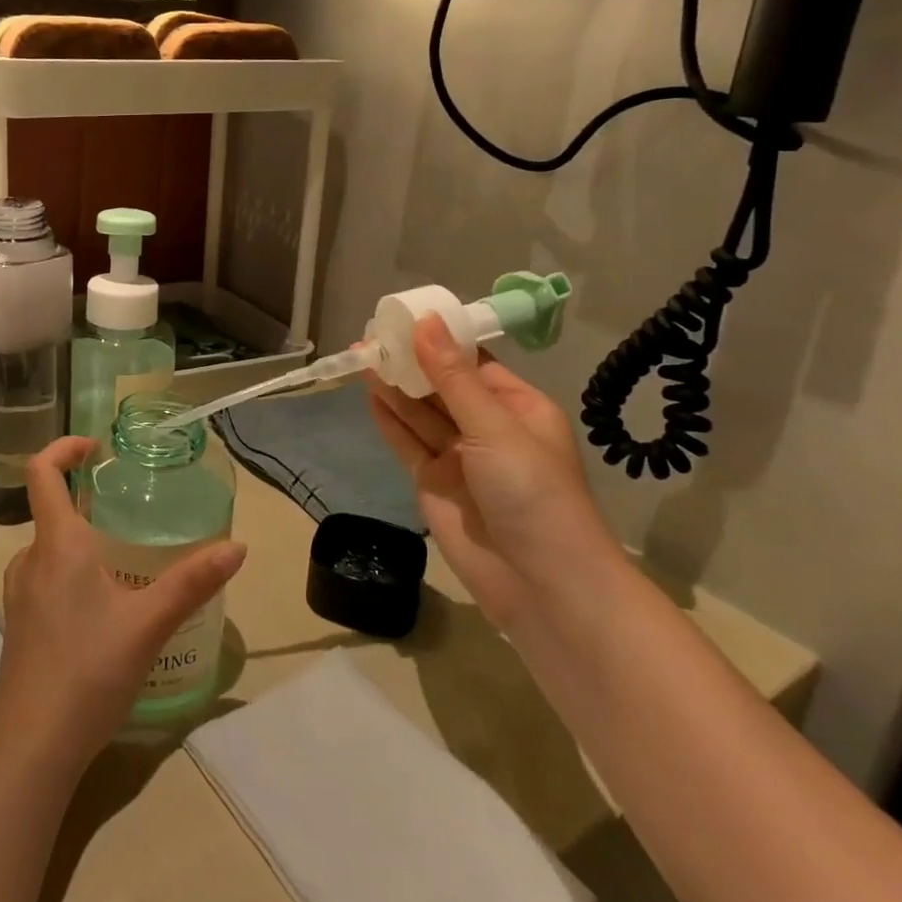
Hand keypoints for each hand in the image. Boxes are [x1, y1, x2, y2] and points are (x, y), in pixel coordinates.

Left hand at [0, 437, 246, 771]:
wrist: (31, 748)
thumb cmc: (87, 671)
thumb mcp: (149, 623)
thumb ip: (193, 581)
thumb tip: (237, 546)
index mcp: (57, 545)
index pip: (42, 473)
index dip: (64, 448)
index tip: (97, 448)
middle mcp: (30, 561)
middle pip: (52, 510)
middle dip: (89, 502)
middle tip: (132, 511)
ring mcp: (19, 595)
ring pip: (50, 548)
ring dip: (82, 541)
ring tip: (125, 560)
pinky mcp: (20, 625)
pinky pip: (46, 578)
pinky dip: (72, 572)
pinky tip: (104, 607)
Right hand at [369, 315, 617, 630]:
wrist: (539, 584)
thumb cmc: (532, 493)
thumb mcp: (494, 428)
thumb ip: (452, 378)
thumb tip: (425, 322)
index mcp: (517, 408)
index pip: (472, 363)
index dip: (438, 340)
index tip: (403, 318)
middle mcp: (487, 428)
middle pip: (441, 386)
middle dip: (410, 362)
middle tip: (371, 337)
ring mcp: (459, 458)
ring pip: (420, 413)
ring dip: (394, 387)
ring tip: (361, 356)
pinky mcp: (433, 483)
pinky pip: (407, 443)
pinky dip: (389, 421)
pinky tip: (369, 395)